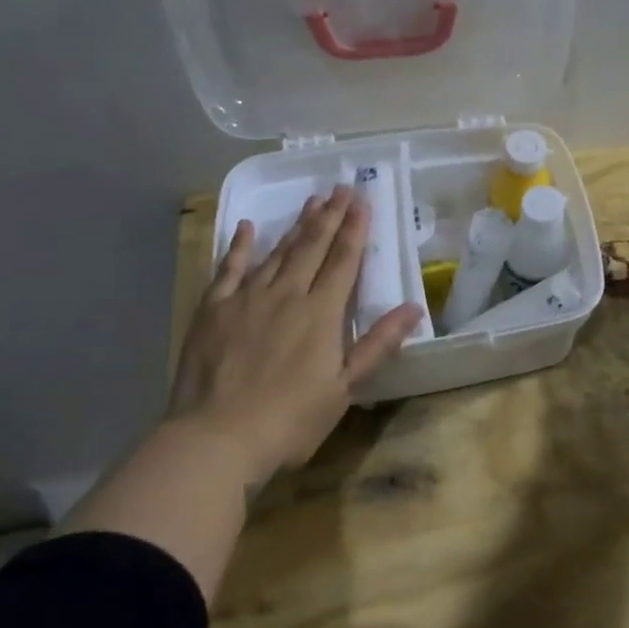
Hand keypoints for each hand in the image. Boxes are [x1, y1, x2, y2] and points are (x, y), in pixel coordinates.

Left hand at [172, 186, 423, 486]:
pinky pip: (229, 269)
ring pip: (278, 252)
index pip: (344, 261)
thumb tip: (414, 307)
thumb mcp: (344, 388)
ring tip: (312, 201)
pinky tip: (249, 227)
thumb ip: (378, 344)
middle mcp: (287, 294)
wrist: (215, 440)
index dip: (355, 229)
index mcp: (321, 313)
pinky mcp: (214, 310)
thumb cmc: (289, 420)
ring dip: (297, 225)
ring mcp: (247, 299)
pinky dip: (241, 246)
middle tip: (341, 187)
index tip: (363, 201)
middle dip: (330, 216)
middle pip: (313, 247)